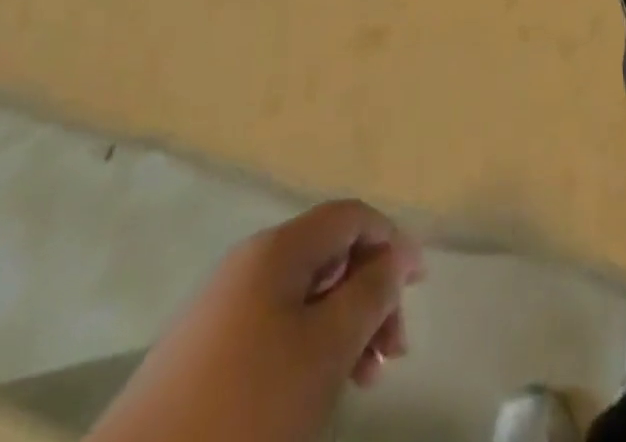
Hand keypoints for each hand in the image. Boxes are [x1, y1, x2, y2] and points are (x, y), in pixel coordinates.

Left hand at [90, 200, 423, 441]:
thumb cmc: (246, 410)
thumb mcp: (325, 350)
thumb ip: (370, 293)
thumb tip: (396, 253)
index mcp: (278, 248)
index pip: (350, 215)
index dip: (391, 240)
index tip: (421, 285)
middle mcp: (250, 262)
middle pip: (329, 254)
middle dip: (370, 294)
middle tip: (392, 353)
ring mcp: (223, 307)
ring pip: (304, 296)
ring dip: (343, 327)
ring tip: (363, 382)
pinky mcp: (204, 351)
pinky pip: (275, 327)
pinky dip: (308, 348)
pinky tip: (314, 393)